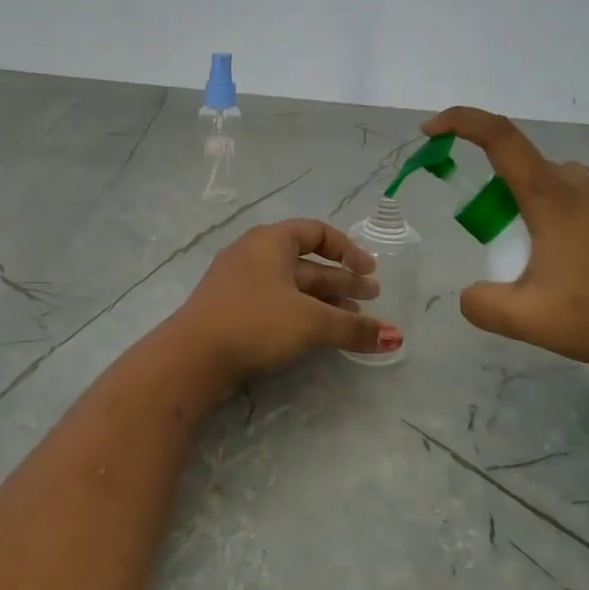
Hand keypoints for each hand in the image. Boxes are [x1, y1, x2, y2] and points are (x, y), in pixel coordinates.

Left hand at [172, 219, 399, 388]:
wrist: (192, 357)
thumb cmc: (255, 322)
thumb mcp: (311, 322)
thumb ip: (354, 328)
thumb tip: (396, 338)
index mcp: (270, 242)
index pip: (316, 232)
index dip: (347, 249)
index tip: (370, 272)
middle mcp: (253, 256)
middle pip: (307, 263)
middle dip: (341, 282)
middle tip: (372, 300)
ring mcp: (239, 285)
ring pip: (291, 288)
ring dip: (324, 303)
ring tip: (353, 322)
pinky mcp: (231, 313)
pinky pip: (275, 306)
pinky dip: (301, 316)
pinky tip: (318, 338)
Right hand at [423, 107, 588, 380]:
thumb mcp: (528, 320)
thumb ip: (482, 304)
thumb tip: (471, 295)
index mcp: (552, 196)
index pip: (499, 136)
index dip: (460, 122)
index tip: (430, 130)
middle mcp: (583, 186)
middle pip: (524, 167)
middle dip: (494, 194)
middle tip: (491, 243)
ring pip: (555, 188)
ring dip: (529, 212)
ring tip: (534, 266)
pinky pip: (582, 207)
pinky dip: (559, 224)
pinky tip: (573, 274)